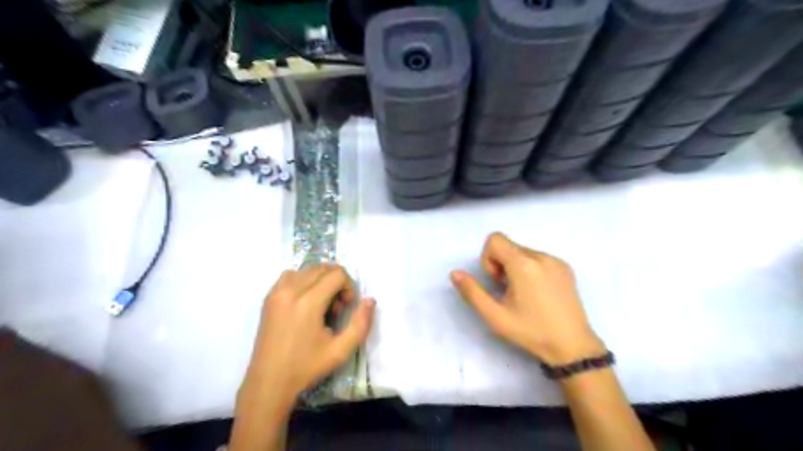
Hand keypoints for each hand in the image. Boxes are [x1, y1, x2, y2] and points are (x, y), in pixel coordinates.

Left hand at [240, 265, 374, 404]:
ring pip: (307, 269)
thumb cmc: (306, 367)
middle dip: (336, 282)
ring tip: (320, 302)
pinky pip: (290, 275)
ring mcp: (276, 292)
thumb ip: (360, 324)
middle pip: (322, 268)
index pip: (337, 275)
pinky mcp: (268, 298)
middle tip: (335, 306)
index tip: (346, 306)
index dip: (348, 287)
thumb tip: (370, 300)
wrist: (268, 382)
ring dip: (320, 279)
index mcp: (308, 303)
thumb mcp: (340, 351)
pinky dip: (302, 280)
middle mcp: (291, 291)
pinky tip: (305, 300)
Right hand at [451, 233, 601, 365]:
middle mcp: (541, 256)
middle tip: (508, 292)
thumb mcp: (495, 316)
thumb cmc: (531, 331)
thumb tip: (455, 273)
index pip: (495, 239)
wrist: (573, 347)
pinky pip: (538, 258)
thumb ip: (472, 292)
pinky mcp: (565, 268)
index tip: (497, 282)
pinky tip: (538, 293)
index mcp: (523, 264)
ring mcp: (556, 261)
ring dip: (515, 267)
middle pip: (508, 246)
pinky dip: (530, 269)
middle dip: (500, 264)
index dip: (488, 259)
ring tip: (524, 294)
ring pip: (523, 251)